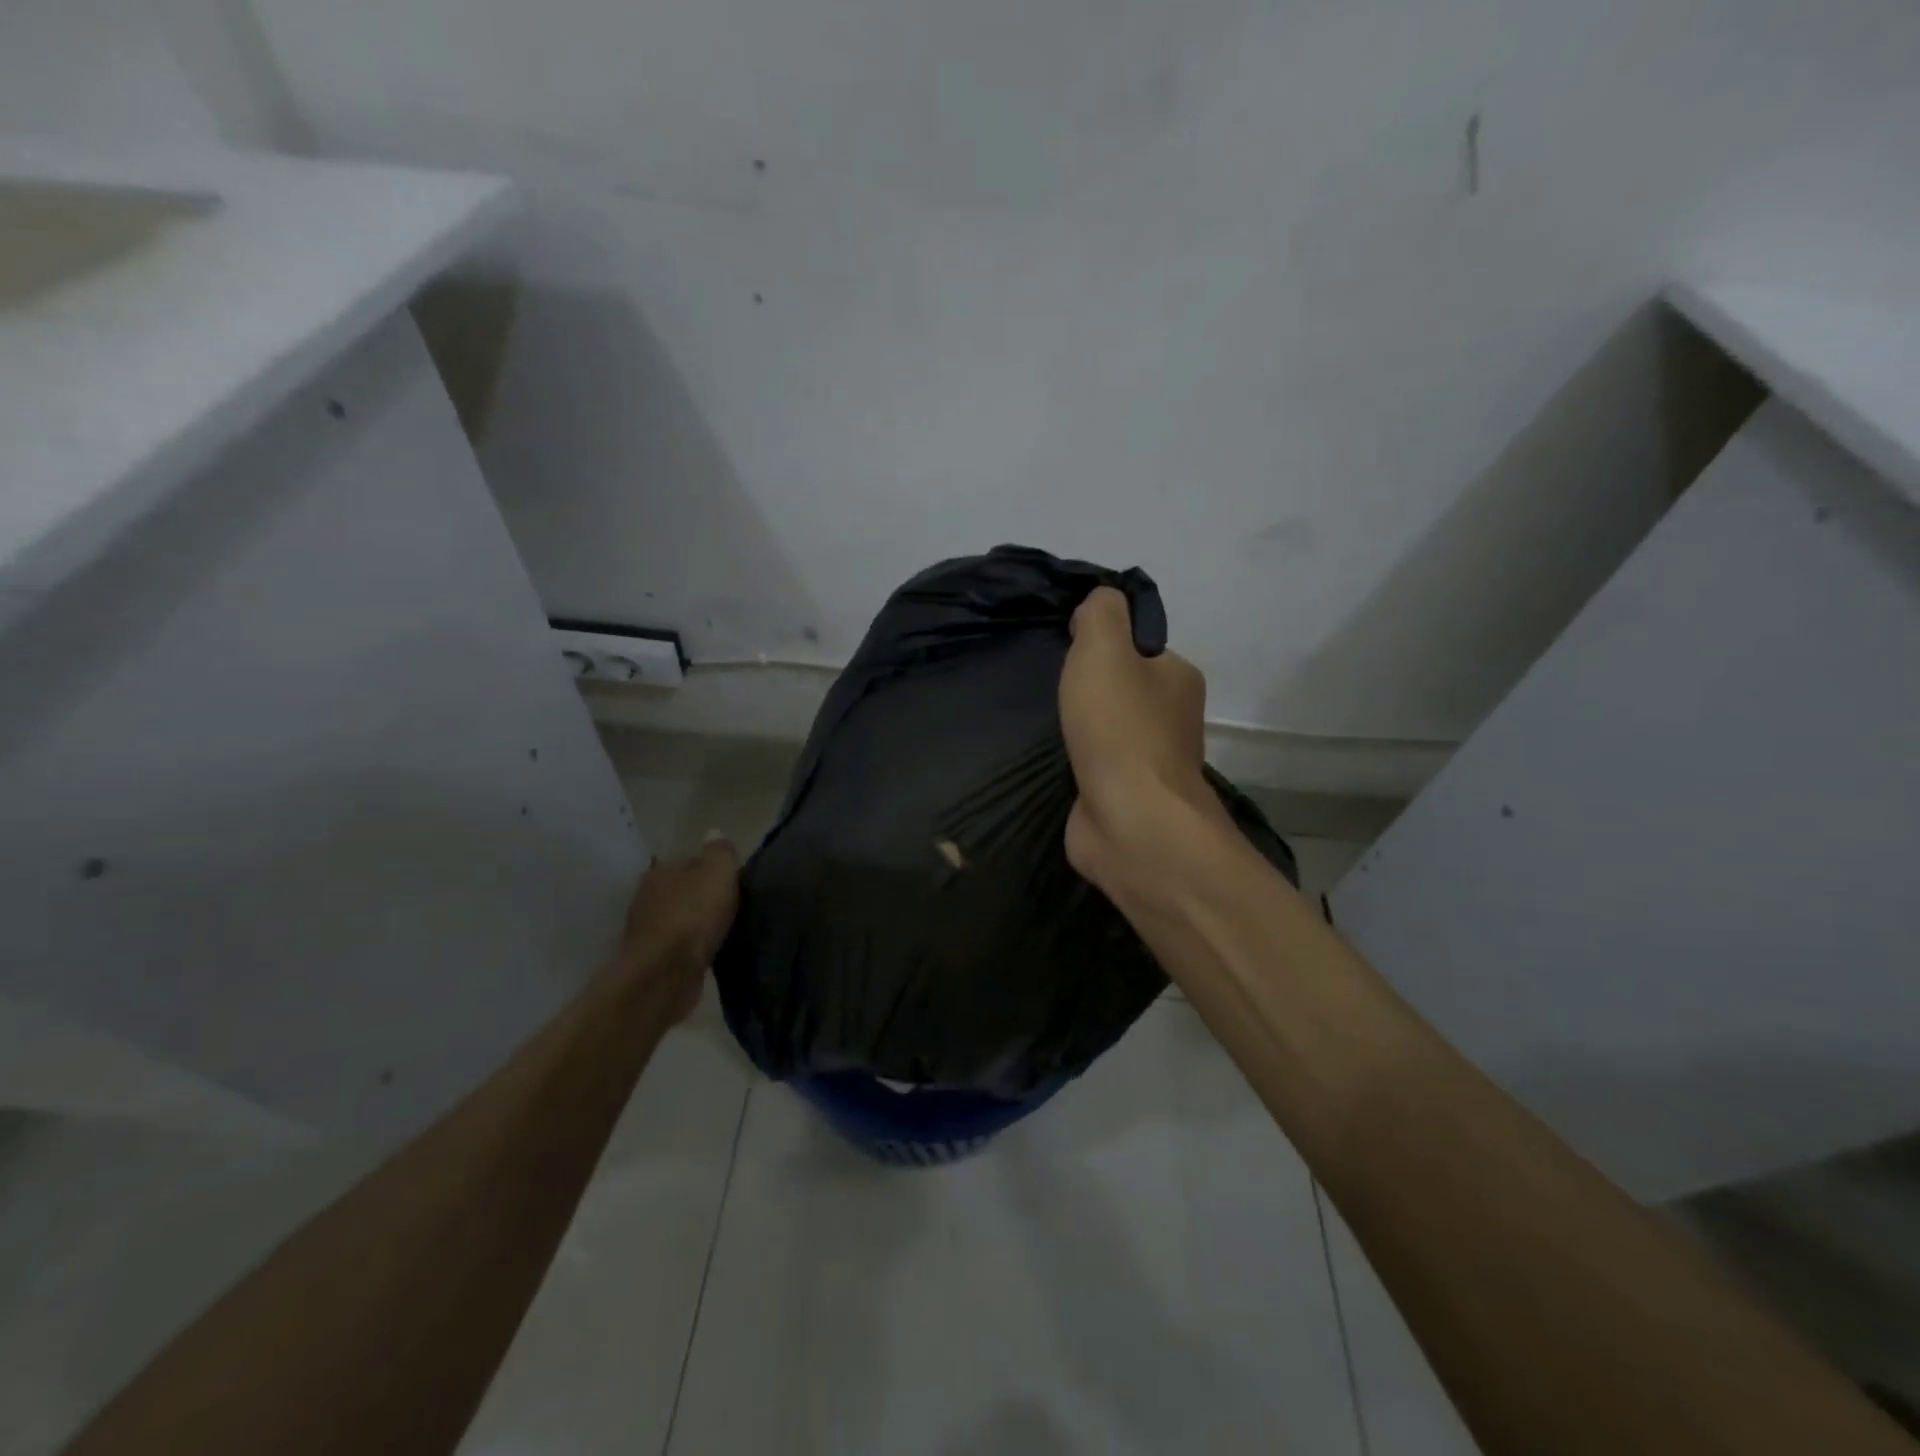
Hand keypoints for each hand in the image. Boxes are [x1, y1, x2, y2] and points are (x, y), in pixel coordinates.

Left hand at [619, 837, 739, 1021]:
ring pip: (678, 919)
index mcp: (660, 871)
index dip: (713, 869)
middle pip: (682, 890)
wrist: (665, 974)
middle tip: (730, 906)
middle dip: (701, 897)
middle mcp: (646, 897)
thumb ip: (719, 852)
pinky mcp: (651, 960)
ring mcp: (645, 930)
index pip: (690, 861)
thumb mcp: (718, 873)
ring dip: (695, 924)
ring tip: (721, 930)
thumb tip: (714, 832)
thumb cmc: (693, 916)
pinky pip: (677, 946)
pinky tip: (707, 951)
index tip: (733, 881)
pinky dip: (690, 947)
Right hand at [1059, 587, 1222, 896]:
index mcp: (1178, 677)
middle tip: (1052, 690)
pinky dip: (1077, 761)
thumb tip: (1098, 605)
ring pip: (1108, 729)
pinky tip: (1055, 759)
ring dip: (1081, 728)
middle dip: (1087, 689)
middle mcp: (1172, 717)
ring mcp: (1150, 762)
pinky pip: (1097, 765)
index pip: (1138, 647)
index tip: (1067, 652)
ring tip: (1047, 723)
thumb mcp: (1105, 648)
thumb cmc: (1119, 728)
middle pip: (1122, 689)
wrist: (1130, 820)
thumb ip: (1101, 613)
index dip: (1101, 644)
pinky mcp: (1127, 797)